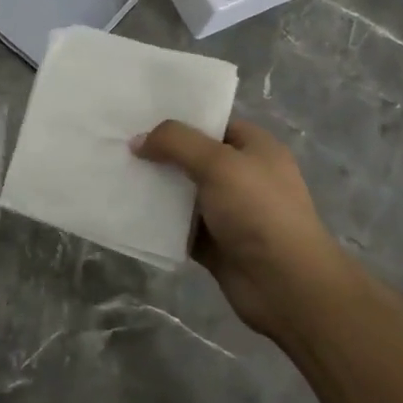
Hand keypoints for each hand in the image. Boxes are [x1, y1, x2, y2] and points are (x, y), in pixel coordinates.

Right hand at [131, 118, 340, 337]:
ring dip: (156, 187)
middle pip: (193, 157)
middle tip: (119, 144)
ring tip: (116, 174)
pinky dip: (159, 220)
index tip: (139, 117)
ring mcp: (229, 211)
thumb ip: (176, 143)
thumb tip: (138, 140)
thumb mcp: (218, 163)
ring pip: (184, 192)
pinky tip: (128, 210)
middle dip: (160, 153)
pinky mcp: (215, 243)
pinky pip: (180, 225)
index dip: (179, 119)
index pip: (212, 124)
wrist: (286, 285)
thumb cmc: (258, 211)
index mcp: (255, 148)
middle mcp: (243, 176)